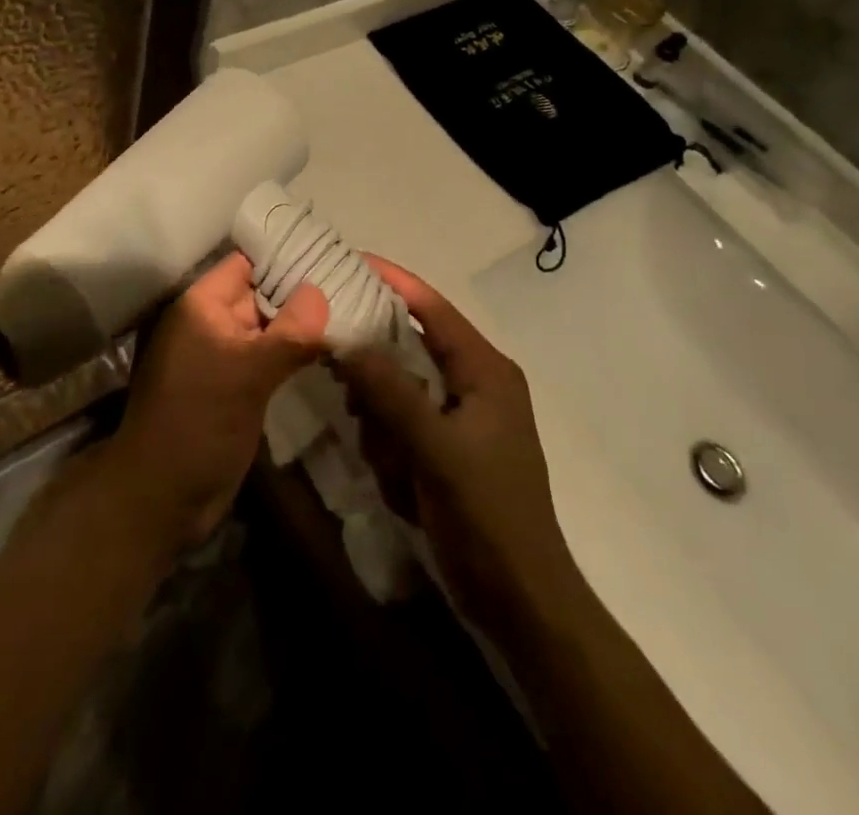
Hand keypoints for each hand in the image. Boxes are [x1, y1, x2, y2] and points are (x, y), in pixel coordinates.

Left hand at [102, 252, 329, 550]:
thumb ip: (288, 333)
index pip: (248, 264)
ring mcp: (224, 356)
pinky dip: (294, 352)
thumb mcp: (246, 374)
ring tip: (354, 313)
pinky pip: (268, 358)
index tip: (334, 257)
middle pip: (262, 294)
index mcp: (202, 306)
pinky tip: (332, 350)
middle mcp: (211, 323)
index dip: (286, 258)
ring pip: (269, 328)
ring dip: (302, 325)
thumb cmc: (197, 424)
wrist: (162, 500)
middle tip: (356, 285)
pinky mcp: (235, 386)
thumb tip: (322, 292)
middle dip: (302, 291)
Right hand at [335, 257, 581, 639]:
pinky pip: (408, 422)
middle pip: (415, 345)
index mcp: (486, 370)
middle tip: (336, 363)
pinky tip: (393, 474)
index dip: (395, 282)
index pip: (434, 309)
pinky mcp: (452, 447)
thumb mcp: (435, 448)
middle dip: (378, 363)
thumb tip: (348, 340)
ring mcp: (465, 416)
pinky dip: (393, 440)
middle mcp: (477, 382)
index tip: (351, 261)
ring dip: (384, 414)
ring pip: (405, 388)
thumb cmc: (486, 513)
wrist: (522, 598)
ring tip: (381, 449)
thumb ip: (391, 391)